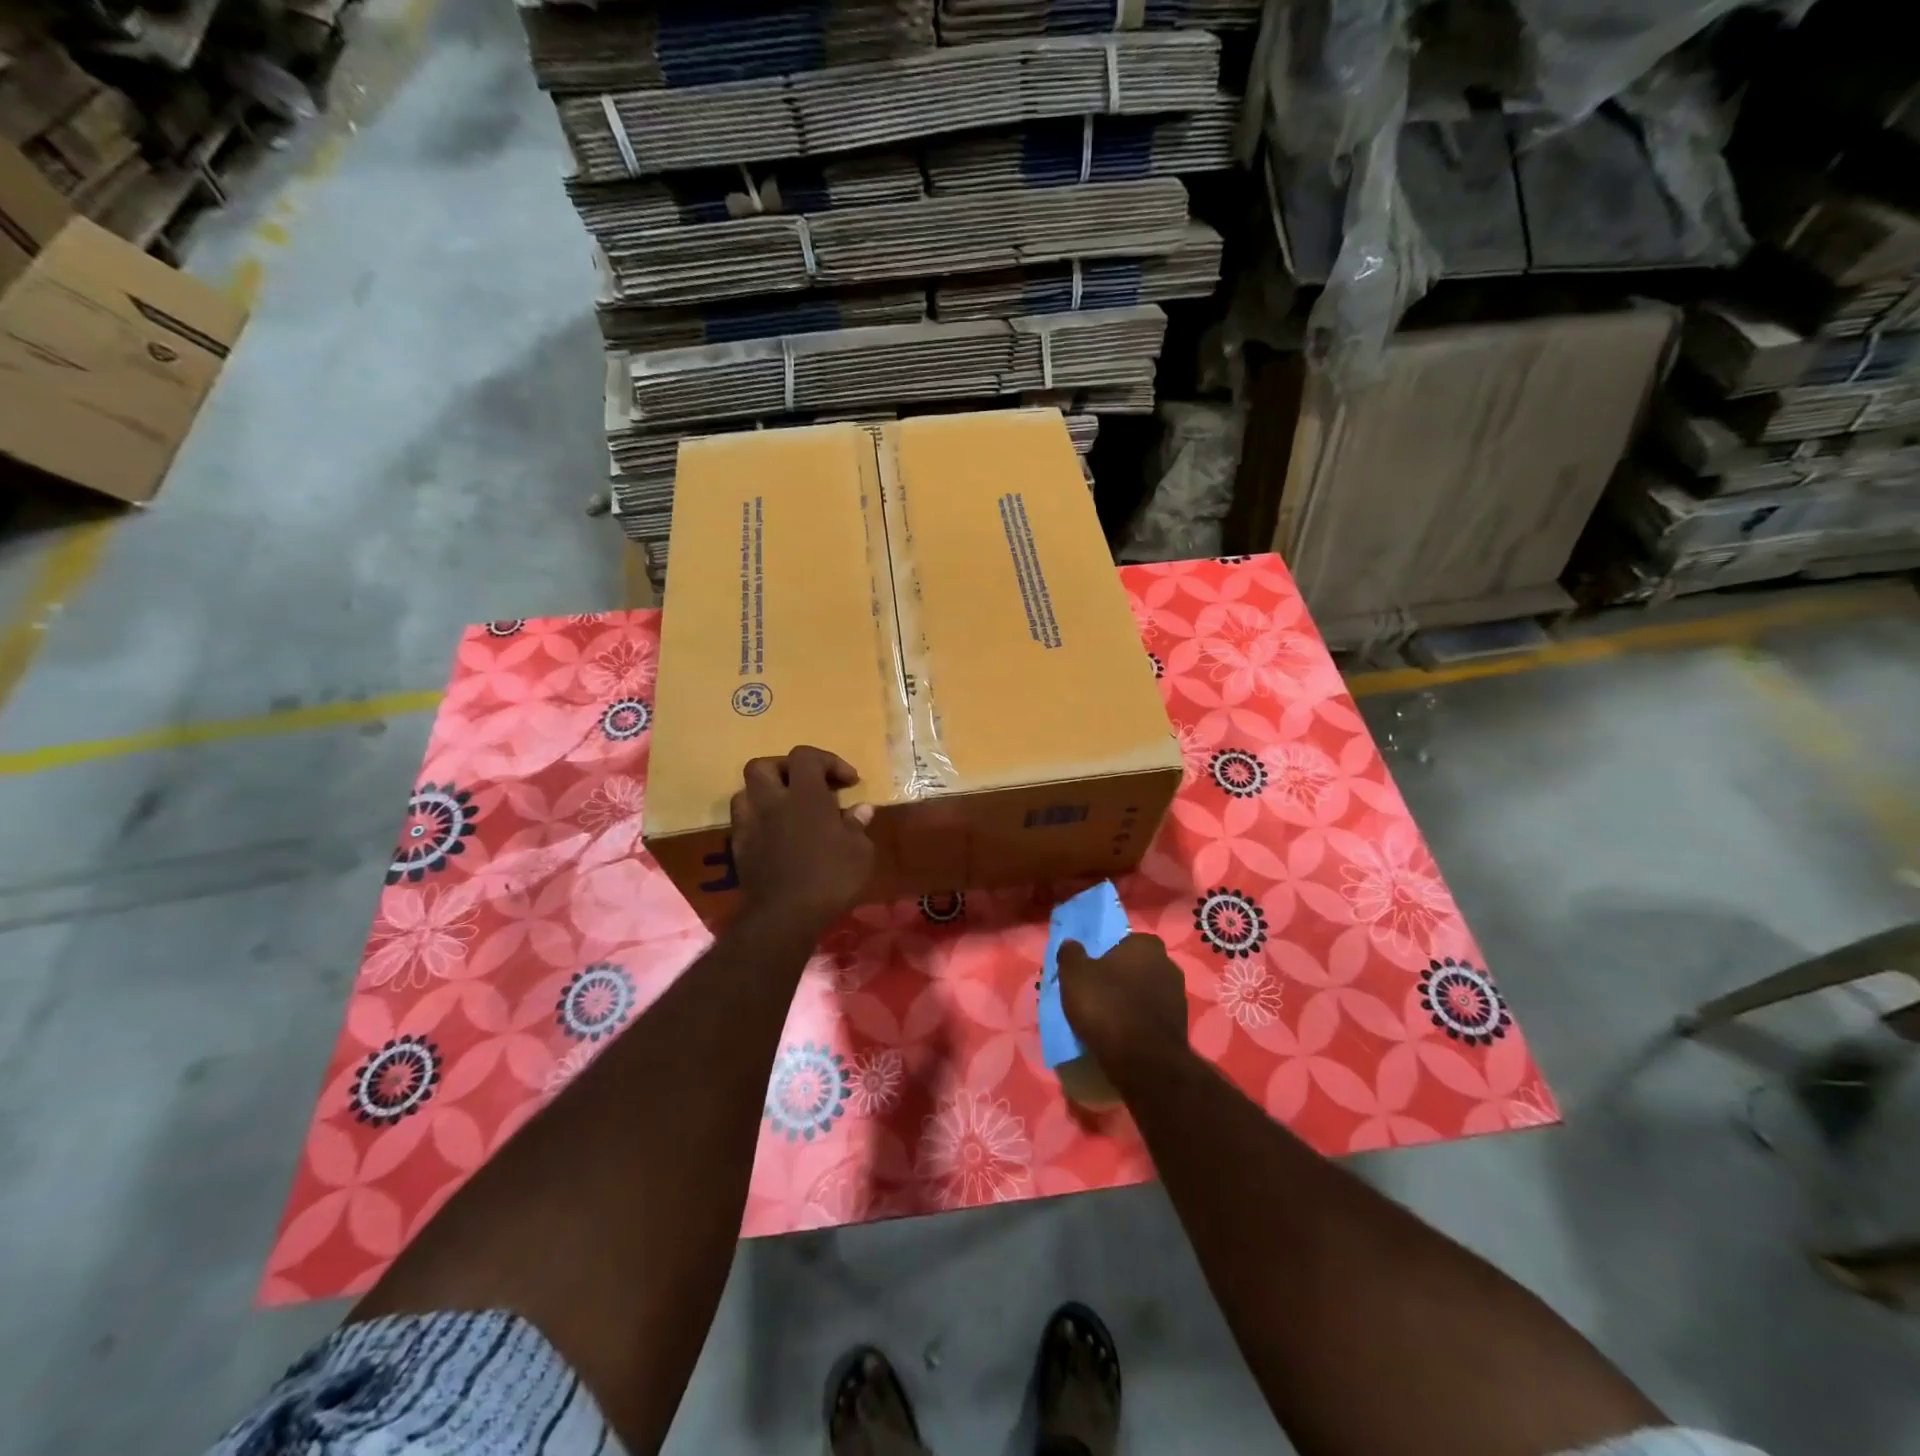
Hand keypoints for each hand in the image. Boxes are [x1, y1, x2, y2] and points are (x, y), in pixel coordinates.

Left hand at [730, 745, 875, 936]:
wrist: (783, 917)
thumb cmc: (830, 879)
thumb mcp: (860, 853)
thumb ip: (858, 826)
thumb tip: (861, 810)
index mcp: (804, 795)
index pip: (806, 756)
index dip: (828, 761)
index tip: (849, 782)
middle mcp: (771, 802)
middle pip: (764, 766)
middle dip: (785, 769)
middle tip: (807, 786)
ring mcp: (750, 825)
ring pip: (746, 792)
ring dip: (766, 794)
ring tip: (786, 809)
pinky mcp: (738, 849)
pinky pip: (744, 822)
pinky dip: (759, 821)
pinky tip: (776, 836)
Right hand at [1058, 933, 1189, 1066]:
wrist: (1143, 1061)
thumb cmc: (1107, 1006)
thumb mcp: (1074, 975)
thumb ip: (1071, 954)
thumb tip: (1071, 944)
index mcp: (1146, 945)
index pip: (1125, 941)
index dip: (1107, 954)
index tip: (1092, 970)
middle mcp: (1168, 965)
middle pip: (1137, 967)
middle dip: (1121, 978)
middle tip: (1097, 993)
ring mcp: (1178, 997)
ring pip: (1146, 993)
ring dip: (1131, 1001)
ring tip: (1107, 1018)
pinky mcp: (1181, 1027)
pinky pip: (1152, 1017)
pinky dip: (1139, 1023)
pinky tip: (1122, 1035)